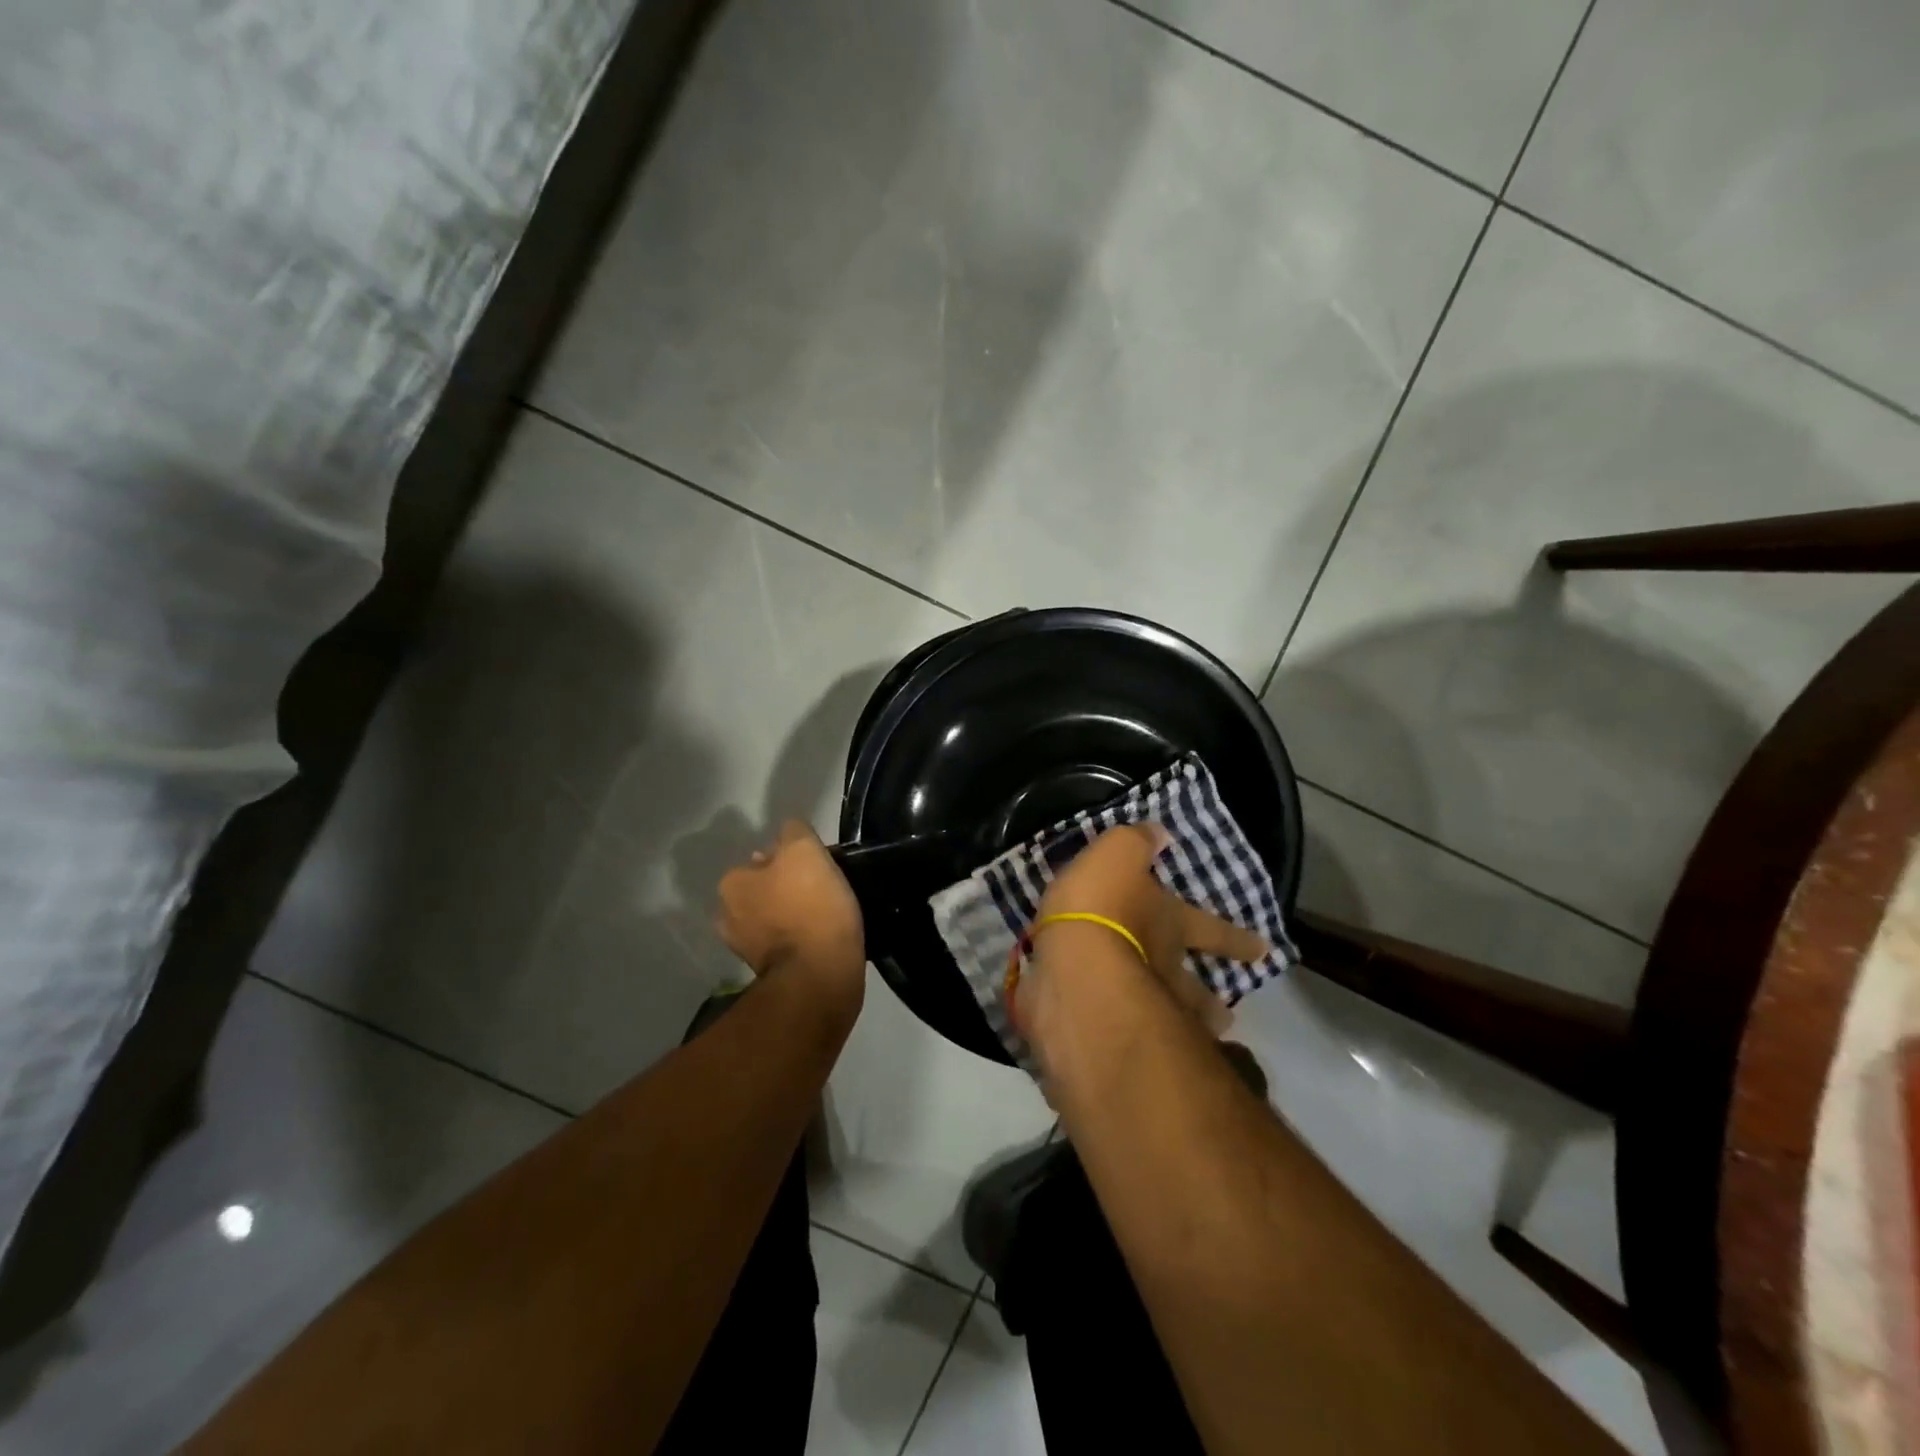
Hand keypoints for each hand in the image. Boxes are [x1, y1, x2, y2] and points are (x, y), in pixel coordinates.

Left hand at [717, 822, 865, 1010]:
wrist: (819, 975)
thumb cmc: (810, 906)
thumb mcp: (804, 849)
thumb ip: (793, 831)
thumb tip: (790, 833)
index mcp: (732, 883)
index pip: (765, 857)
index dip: (792, 860)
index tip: (817, 869)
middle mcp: (728, 915)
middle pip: (766, 889)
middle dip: (788, 889)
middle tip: (823, 891)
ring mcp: (745, 949)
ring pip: (774, 918)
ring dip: (792, 916)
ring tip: (826, 917)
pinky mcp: (766, 974)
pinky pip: (786, 945)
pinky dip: (799, 941)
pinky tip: (820, 940)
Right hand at [1023, 823, 1265, 1033]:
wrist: (1075, 968)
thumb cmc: (1101, 906)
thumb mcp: (1116, 854)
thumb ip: (1136, 842)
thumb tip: (1160, 833)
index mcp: (1170, 924)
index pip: (1211, 929)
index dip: (1234, 938)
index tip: (1263, 951)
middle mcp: (1164, 968)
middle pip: (1196, 987)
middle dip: (1211, 1000)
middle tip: (1228, 1016)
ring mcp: (1140, 1007)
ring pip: (1171, 1019)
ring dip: (1185, 1026)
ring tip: (1192, 1040)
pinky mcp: (1107, 1035)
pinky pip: (1123, 1036)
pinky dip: (1129, 1040)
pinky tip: (1123, 1046)